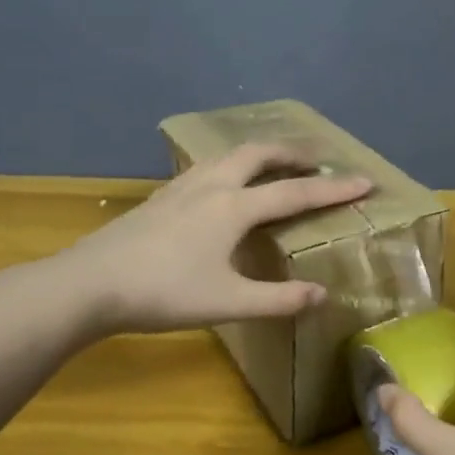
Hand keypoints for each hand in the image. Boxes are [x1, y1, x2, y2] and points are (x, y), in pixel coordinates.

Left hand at [61, 143, 371, 334]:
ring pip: (229, 156)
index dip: (334, 188)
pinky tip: (225, 184)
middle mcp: (212, 186)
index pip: (296, 192)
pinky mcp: (161, 197)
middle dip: (294, 152)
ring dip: (261, 154)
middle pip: (260, 154)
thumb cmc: (163, 294)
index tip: (365, 181)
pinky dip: (232, 165)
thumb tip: (321, 295)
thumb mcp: (227, 302)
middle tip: (319, 157)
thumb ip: (278, 299)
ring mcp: (182, 188)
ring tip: (277, 163)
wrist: (89, 285)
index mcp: (234, 207)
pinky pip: (208, 167)